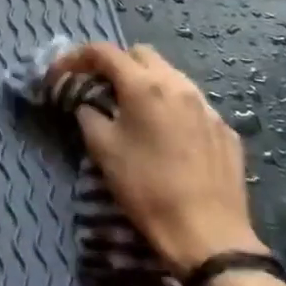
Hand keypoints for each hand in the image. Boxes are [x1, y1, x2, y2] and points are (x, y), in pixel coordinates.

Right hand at [48, 43, 264, 277]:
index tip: (61, 73)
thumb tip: (88, 104)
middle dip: (115, 63)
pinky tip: (165, 134)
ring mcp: (207, 106)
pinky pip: (193, 103)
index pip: (104, 52)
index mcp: (144, 86)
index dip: (76, 57)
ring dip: (146, 82)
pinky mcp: (225, 129)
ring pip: (171, 75)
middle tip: (98, 87)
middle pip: (141, 54)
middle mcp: (179, 86)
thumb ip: (89, 115)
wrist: (207, 234)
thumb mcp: (102, 149)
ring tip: (132, 109)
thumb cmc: (146, 188)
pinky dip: (171, 107)